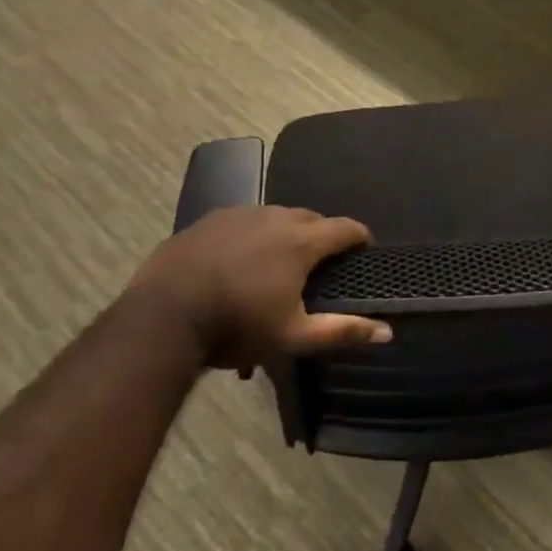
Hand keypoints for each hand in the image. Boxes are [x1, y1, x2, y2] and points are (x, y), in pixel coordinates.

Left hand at [130, 206, 389, 369]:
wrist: (164, 315)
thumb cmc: (236, 326)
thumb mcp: (293, 337)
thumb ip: (342, 331)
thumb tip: (387, 332)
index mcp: (301, 241)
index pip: (345, 228)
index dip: (360, 237)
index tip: (366, 249)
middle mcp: (274, 216)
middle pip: (311, 218)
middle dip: (322, 235)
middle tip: (321, 263)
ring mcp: (238, 214)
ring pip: (275, 216)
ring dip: (286, 232)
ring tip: (279, 261)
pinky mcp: (208, 219)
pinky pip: (243, 221)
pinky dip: (253, 234)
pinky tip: (240, 259)